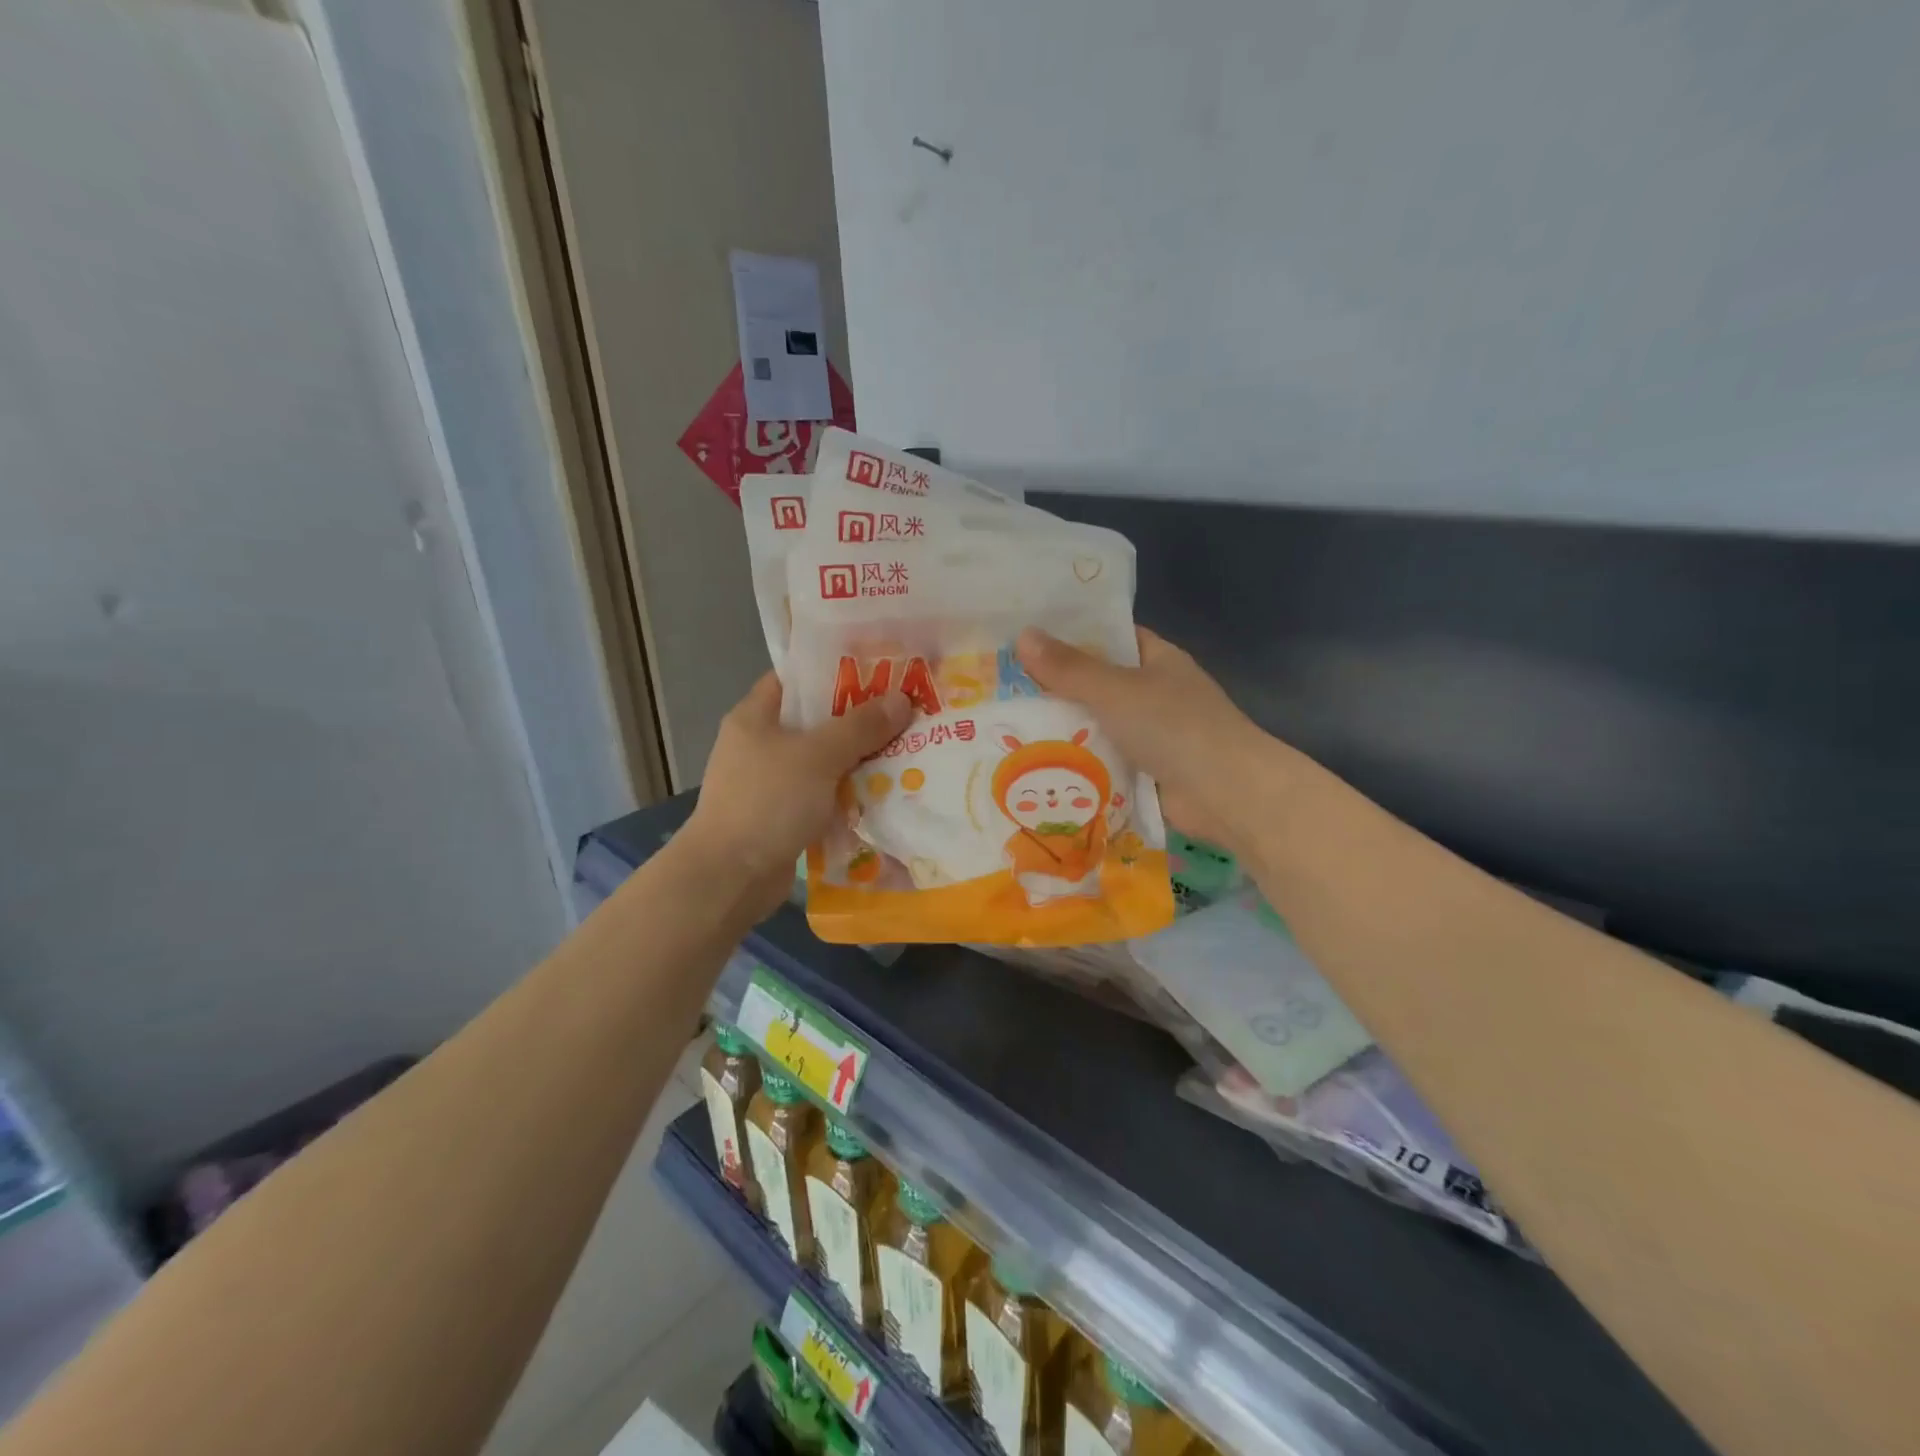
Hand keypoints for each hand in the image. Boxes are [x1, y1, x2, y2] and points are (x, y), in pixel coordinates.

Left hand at [682, 673, 911, 918]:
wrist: (730, 877)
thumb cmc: (768, 801)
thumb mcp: (818, 756)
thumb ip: (860, 726)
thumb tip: (901, 699)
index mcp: (755, 716)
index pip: (797, 678)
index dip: (836, 671)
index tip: (880, 671)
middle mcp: (760, 744)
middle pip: (816, 720)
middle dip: (859, 718)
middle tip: (905, 711)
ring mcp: (770, 782)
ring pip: (823, 760)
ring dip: (859, 759)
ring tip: (905, 749)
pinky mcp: (782, 815)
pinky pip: (823, 794)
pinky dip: (848, 792)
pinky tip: (884, 791)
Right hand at [1016, 626, 1287, 860]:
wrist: (1226, 794)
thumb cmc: (1175, 727)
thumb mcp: (1116, 691)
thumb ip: (1069, 668)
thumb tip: (1022, 636)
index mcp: (1157, 659)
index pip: (1109, 637)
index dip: (1070, 634)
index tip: (1026, 637)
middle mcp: (1155, 693)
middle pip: (1098, 683)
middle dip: (1057, 687)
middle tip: (1002, 686)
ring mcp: (1152, 734)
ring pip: (1098, 724)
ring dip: (1064, 729)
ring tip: (1007, 726)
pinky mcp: (1146, 771)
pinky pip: (1104, 760)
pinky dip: (1079, 763)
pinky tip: (1037, 764)